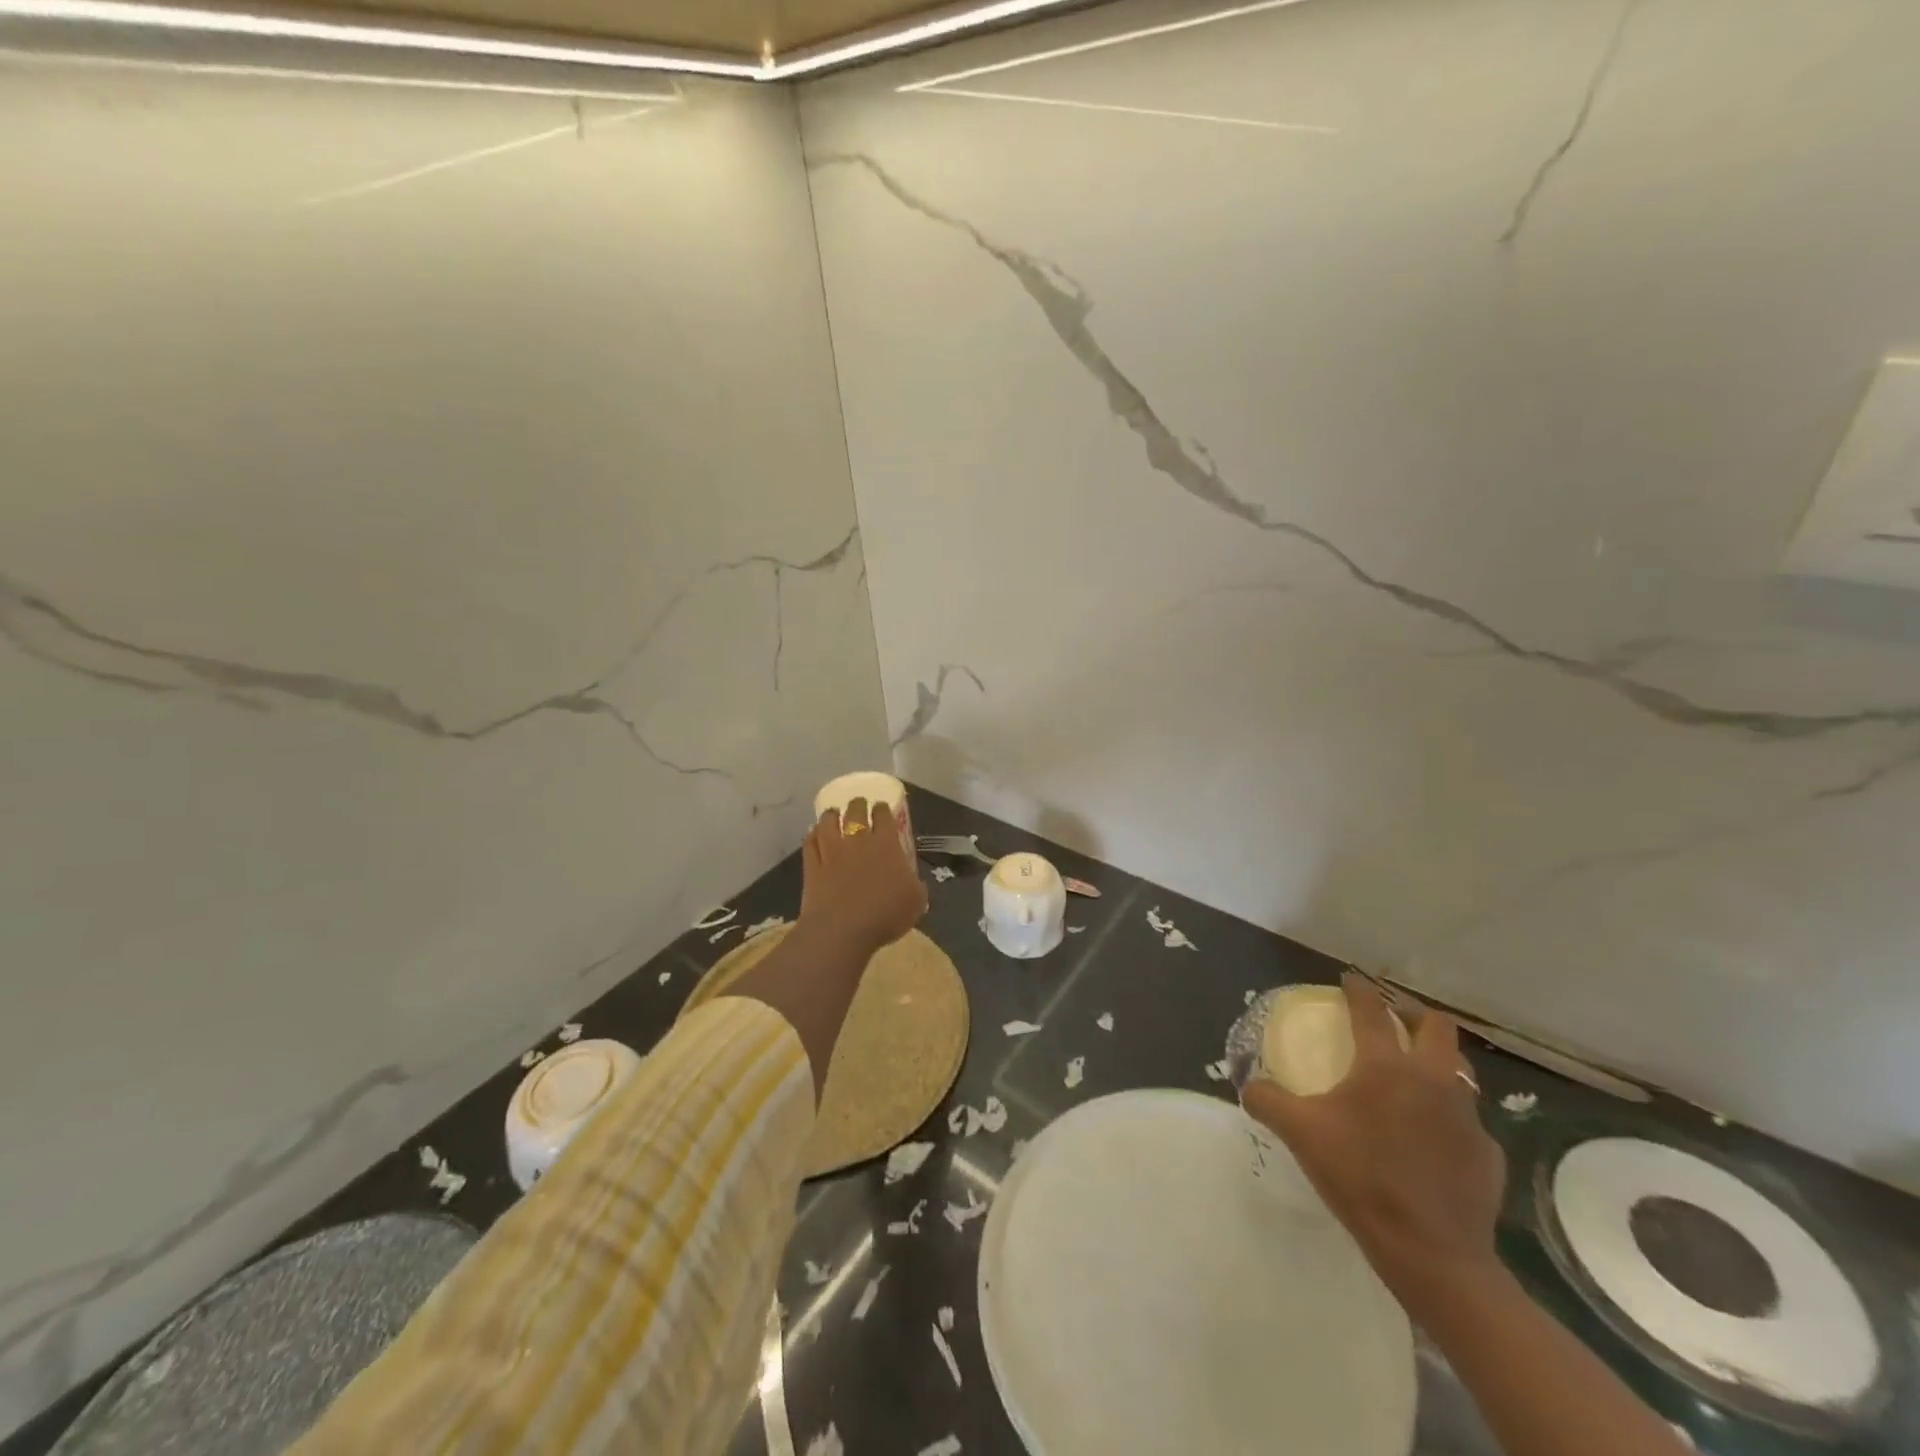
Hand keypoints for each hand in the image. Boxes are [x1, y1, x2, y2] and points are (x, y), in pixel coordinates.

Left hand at [797, 798, 927, 959]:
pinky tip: (812, 834)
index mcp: (886, 845)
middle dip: (857, 805)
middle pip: (855, 812)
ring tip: (832, 813)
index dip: (882, 809)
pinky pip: (810, 844)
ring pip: (828, 824)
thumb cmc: (885, 914)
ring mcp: (832, 852)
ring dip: (831, 816)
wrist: (843, 930)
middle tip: (858, 804)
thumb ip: (916, 886)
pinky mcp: (813, 867)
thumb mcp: (916, 902)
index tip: (881, 807)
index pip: (883, 816)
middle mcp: (858, 842)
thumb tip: (913, 881)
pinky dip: (812, 836)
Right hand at [1242, 974, 1506, 1319]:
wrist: (1432, 1254)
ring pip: (1460, 1068)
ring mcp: (1467, 1116)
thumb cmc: (1362, 1179)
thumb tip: (1248, 1084)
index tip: (1349, 977)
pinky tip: (1432, 1136)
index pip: (1371, 1010)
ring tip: (1415, 1069)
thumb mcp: (1300, 1134)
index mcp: (1386, 1066)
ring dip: (1438, 1058)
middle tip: (1393, 1017)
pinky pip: (1468, 1119)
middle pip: (1436, 1025)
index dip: (1358, 988)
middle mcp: (1433, 1079)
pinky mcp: (1488, 1153)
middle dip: (1413, 1012)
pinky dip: (1448, 1114)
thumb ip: (1267, 1100)